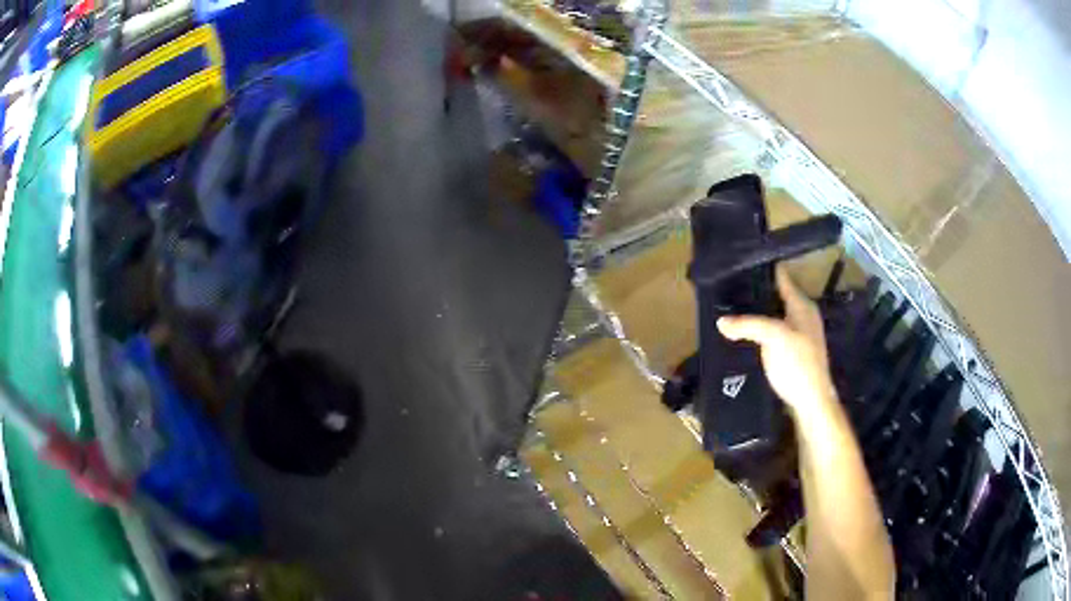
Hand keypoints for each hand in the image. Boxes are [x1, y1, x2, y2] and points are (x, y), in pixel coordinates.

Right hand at [716, 266, 837, 416]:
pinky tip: (743, 334)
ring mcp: (797, 334)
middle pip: (776, 295)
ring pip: (772, 314)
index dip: (763, 268)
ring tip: (730, 308)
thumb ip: (748, 325)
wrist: (811, 402)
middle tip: (728, 287)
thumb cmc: (798, 364)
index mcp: (802, 305)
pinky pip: (771, 332)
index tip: (739, 262)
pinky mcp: (790, 352)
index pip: (782, 277)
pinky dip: (758, 329)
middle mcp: (802, 315)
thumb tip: (720, 322)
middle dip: (755, 291)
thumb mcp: (774, 337)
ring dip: (755, 312)